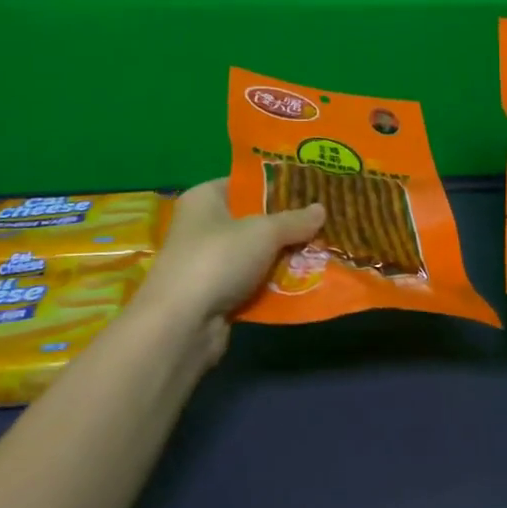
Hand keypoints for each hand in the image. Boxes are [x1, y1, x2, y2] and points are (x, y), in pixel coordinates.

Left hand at [135, 179, 324, 363]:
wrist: (181, 324)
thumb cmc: (218, 259)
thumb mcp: (263, 232)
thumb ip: (294, 220)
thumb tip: (321, 209)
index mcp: (204, 198)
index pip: (245, 184)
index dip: (277, 186)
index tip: (312, 191)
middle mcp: (202, 226)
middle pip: (253, 219)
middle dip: (287, 225)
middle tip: (324, 223)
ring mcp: (207, 262)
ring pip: (255, 254)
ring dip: (283, 257)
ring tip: (322, 252)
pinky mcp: (215, 294)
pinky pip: (252, 282)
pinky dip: (273, 284)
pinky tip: (304, 283)